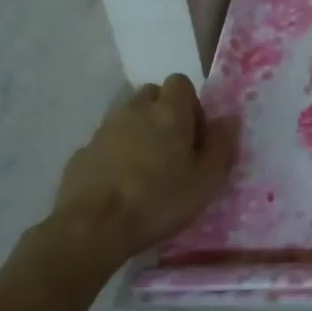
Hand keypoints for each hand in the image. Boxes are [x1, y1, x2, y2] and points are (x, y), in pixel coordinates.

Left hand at [37, 74, 238, 265]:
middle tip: (173, 148)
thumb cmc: (158, 201)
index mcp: (169, 112)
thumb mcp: (206, 180)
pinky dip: (117, 152)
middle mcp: (135, 110)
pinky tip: (121, 183)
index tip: (195, 135)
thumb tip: (229, 119)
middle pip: (152, 95)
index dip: (191, 104)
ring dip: (140, 132)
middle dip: (164, 113)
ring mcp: (105, 129)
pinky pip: (107, 141)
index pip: (180, 82)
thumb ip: (222, 145)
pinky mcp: (82, 151)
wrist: (92, 228)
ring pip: (128, 117)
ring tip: (147, 168)